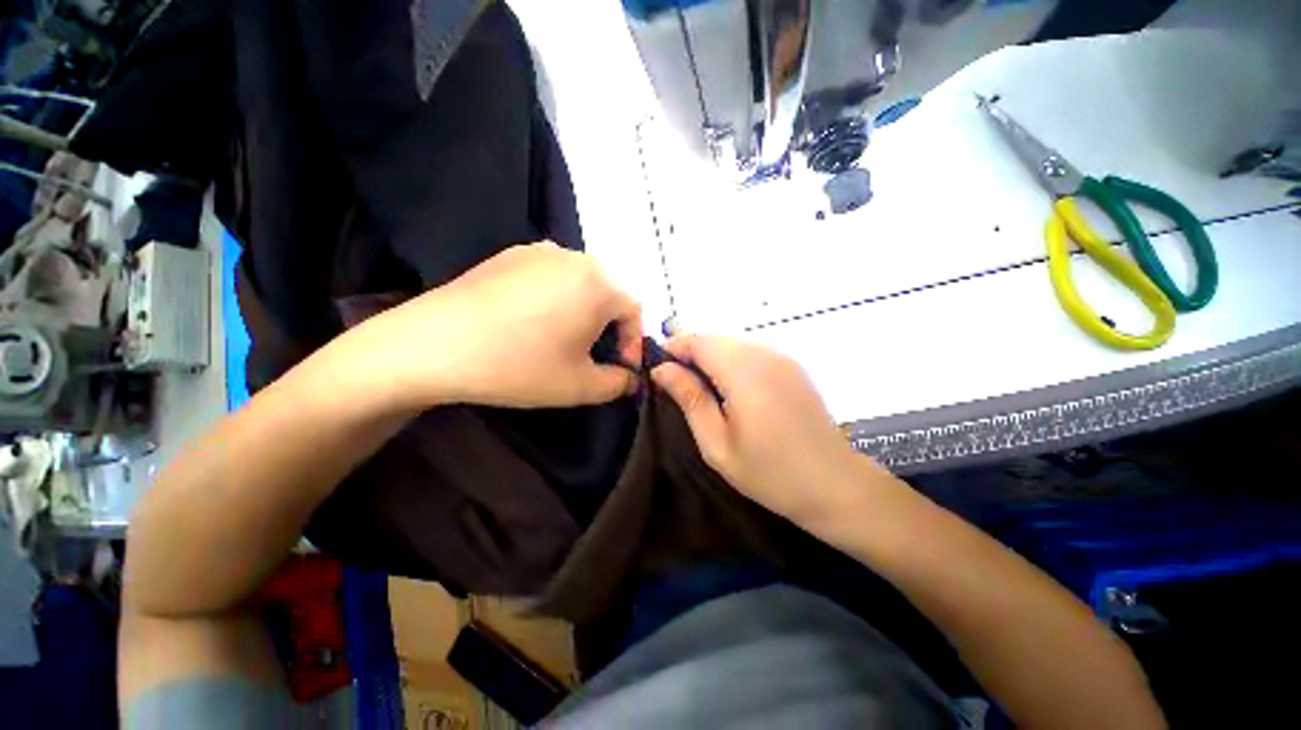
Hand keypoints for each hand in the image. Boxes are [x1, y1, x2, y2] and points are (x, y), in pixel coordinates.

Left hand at [344, 243, 642, 409]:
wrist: (435, 345)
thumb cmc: (520, 366)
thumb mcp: (580, 386)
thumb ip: (618, 383)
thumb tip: (630, 377)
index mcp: (599, 285)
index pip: (633, 311)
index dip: (632, 342)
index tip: (619, 367)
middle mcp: (575, 258)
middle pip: (607, 294)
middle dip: (607, 328)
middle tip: (591, 355)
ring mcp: (538, 251)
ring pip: (578, 283)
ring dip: (582, 311)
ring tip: (561, 338)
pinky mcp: (509, 255)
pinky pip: (549, 275)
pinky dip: (554, 298)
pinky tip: (530, 321)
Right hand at [651, 335, 880, 523]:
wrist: (835, 485)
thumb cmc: (769, 472)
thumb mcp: (717, 443)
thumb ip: (689, 398)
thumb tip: (661, 369)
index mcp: (743, 371)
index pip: (698, 340)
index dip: (673, 347)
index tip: (656, 369)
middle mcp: (764, 354)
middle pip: (715, 339)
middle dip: (690, 353)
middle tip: (675, 385)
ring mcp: (782, 358)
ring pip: (732, 344)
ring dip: (710, 358)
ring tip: (700, 390)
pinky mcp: (791, 367)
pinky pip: (750, 353)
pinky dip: (731, 363)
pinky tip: (729, 391)